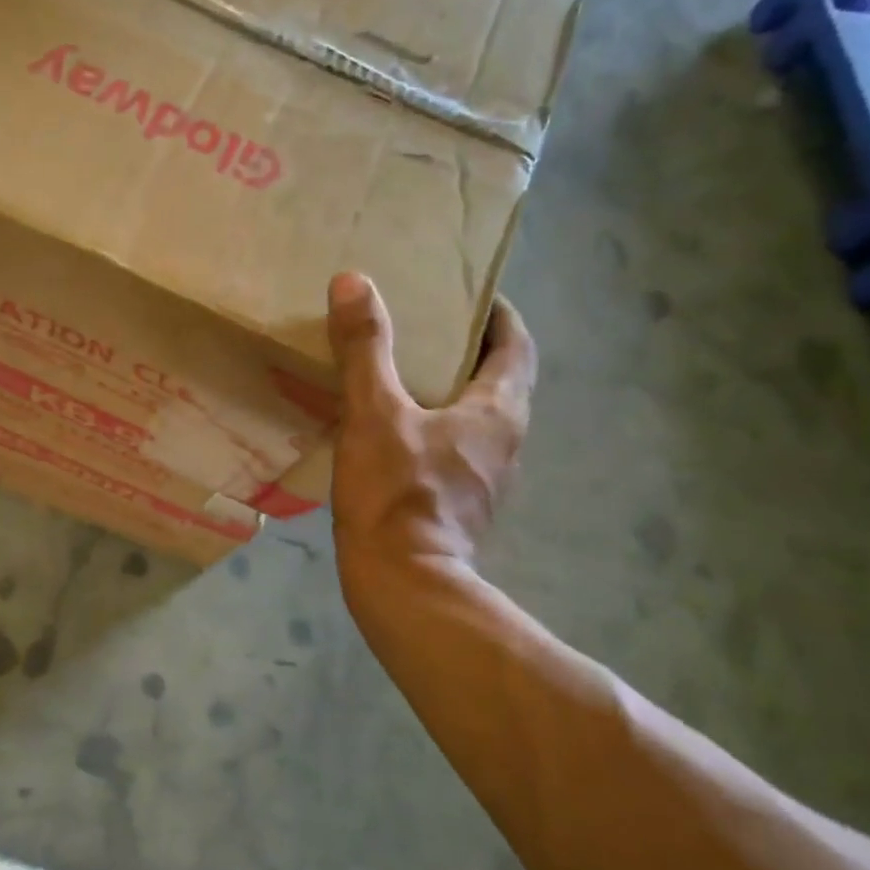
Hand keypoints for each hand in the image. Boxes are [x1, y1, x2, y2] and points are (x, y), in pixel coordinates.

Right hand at [327, 272, 536, 611]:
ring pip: (473, 416)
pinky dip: (431, 425)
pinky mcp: (460, 503)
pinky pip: (452, 447)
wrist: (405, 586)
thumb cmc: (398, 494)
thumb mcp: (375, 413)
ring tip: (400, 370)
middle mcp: (505, 441)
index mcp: (498, 411)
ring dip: (448, 389)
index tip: (467, 291)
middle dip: (466, 348)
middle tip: (421, 325)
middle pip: (497, 379)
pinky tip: (390, 428)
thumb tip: (353, 282)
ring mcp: (485, 478)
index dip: (497, 314)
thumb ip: (366, 348)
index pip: (516, 344)